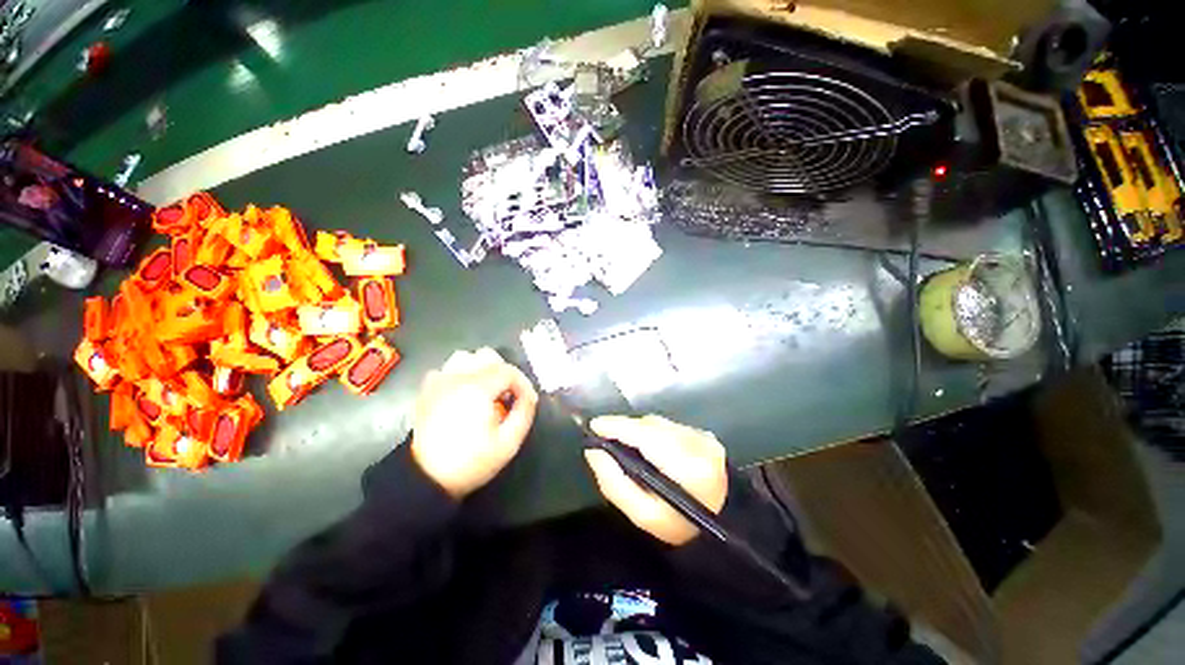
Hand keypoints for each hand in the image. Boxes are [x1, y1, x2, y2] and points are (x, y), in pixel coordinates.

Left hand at [411, 348, 537, 497]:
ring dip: (482, 369)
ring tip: (488, 390)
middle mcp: (456, 377)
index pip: (509, 371)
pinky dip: (461, 374)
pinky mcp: (427, 390)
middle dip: (504, 373)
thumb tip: (528, 396)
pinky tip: (465, 393)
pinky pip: (448, 369)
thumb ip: (524, 412)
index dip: (523, 384)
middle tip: (508, 395)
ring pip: (466, 357)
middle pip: (488, 356)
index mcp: (477, 388)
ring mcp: (439, 381)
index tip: (527, 401)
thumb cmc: (471, 462)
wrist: (426, 479)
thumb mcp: (509, 442)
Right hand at [585, 415, 727, 545]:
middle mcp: (697, 442)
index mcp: (685, 465)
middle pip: (650, 424)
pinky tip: (648, 446)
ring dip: (639, 429)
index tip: (593, 426)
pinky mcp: (705, 435)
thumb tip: (593, 452)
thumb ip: (614, 483)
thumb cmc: (681, 528)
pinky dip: (654, 432)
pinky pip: (669, 426)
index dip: (617, 427)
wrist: (724, 526)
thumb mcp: (643, 515)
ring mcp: (703, 436)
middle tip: (605, 437)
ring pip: (659, 423)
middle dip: (625, 427)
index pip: (644, 435)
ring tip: (624, 442)